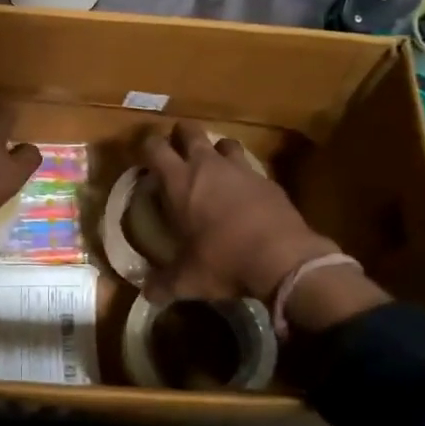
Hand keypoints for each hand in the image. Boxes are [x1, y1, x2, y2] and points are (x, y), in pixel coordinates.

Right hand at [136, 124, 338, 304]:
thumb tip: (147, 295)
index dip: (145, 145)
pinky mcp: (267, 179)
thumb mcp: (187, 279)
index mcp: (179, 181)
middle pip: (189, 131)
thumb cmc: (224, 261)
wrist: (282, 258)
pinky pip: (249, 166)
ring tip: (212, 168)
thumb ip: (163, 284)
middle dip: (179, 136)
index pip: (154, 146)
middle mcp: (208, 166)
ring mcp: (241, 169)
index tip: (142, 154)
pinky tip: (242, 194)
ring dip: (215, 150)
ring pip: (223, 142)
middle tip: (175, 153)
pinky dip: (242, 174)